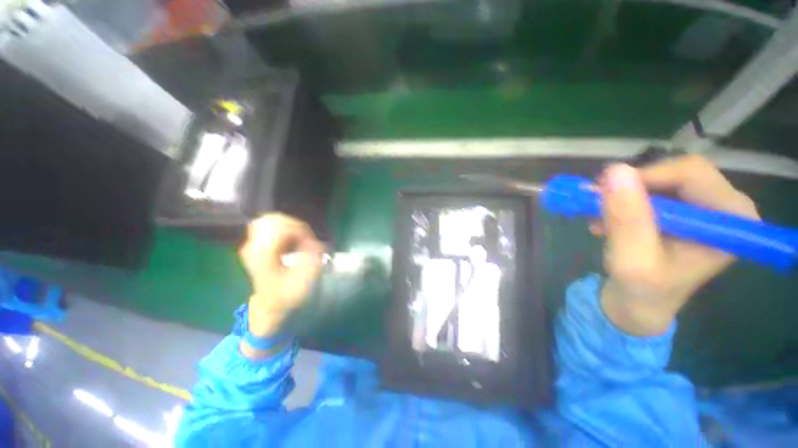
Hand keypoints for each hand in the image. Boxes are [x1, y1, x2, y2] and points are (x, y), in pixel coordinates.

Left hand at [239, 214, 323, 337]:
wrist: (270, 306)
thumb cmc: (287, 294)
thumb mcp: (305, 278)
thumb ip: (311, 255)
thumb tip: (312, 240)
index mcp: (263, 254)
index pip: (281, 227)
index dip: (300, 230)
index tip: (310, 241)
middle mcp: (253, 246)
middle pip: (273, 219)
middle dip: (294, 226)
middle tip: (306, 239)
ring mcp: (251, 244)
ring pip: (269, 220)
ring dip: (289, 226)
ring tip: (299, 238)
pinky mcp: (254, 245)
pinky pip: (268, 226)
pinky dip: (283, 228)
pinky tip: (291, 239)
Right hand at [592, 155, 759, 335]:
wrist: (640, 304)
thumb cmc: (643, 290)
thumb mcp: (632, 259)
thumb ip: (628, 218)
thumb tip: (615, 170)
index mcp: (730, 220)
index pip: (692, 173)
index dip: (645, 178)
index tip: (605, 194)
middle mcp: (723, 207)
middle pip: (675, 173)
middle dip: (631, 188)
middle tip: (596, 204)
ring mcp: (703, 207)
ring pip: (659, 180)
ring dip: (622, 197)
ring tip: (598, 220)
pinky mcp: (683, 210)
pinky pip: (650, 190)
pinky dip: (623, 202)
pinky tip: (605, 221)